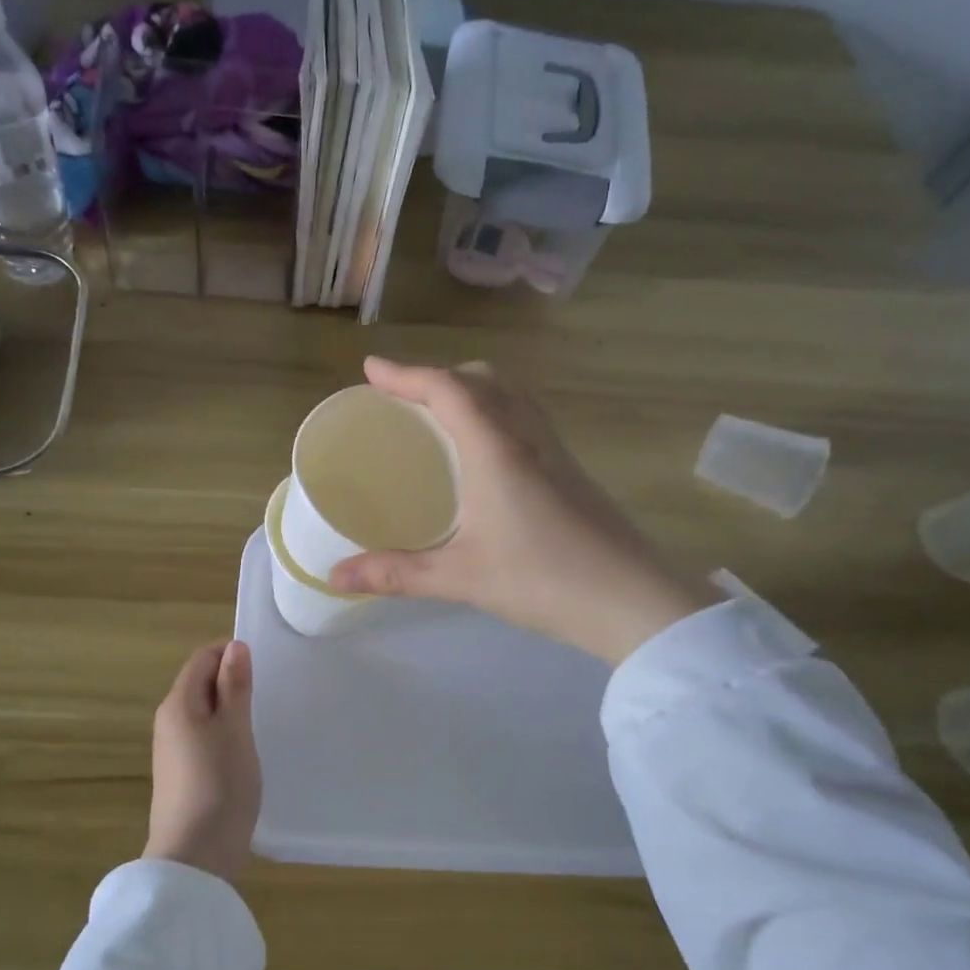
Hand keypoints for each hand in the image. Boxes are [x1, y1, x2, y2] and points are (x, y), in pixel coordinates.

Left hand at [145, 639, 260, 883]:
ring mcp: (171, 749)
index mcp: (178, 703)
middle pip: (198, 683)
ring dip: (228, 707)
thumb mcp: (235, 730)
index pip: (201, 659)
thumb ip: (234, 687)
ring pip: (201, 711)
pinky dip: (221, 731)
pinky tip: (242, 750)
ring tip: (259, 718)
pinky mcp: (178, 773)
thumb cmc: (220, 784)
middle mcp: (168, 720)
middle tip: (267, 691)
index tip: (263, 664)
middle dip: (230, 679)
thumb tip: (234, 646)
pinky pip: (200, 735)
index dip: (229, 653)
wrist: (194, 857)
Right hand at [329, 358, 716, 663]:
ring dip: (471, 388)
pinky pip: (526, 417)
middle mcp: (527, 436)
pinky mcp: (571, 470)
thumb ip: (395, 574)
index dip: (406, 373)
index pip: (447, 389)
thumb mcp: (460, 577)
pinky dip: (494, 411)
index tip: (371, 369)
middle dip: (438, 375)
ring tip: (439, 414)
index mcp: (496, 448)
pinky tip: (484, 452)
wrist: (634, 601)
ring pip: (511, 394)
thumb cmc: (542, 580)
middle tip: (403, 396)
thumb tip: (335, 578)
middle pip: (482, 379)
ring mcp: (555, 451)